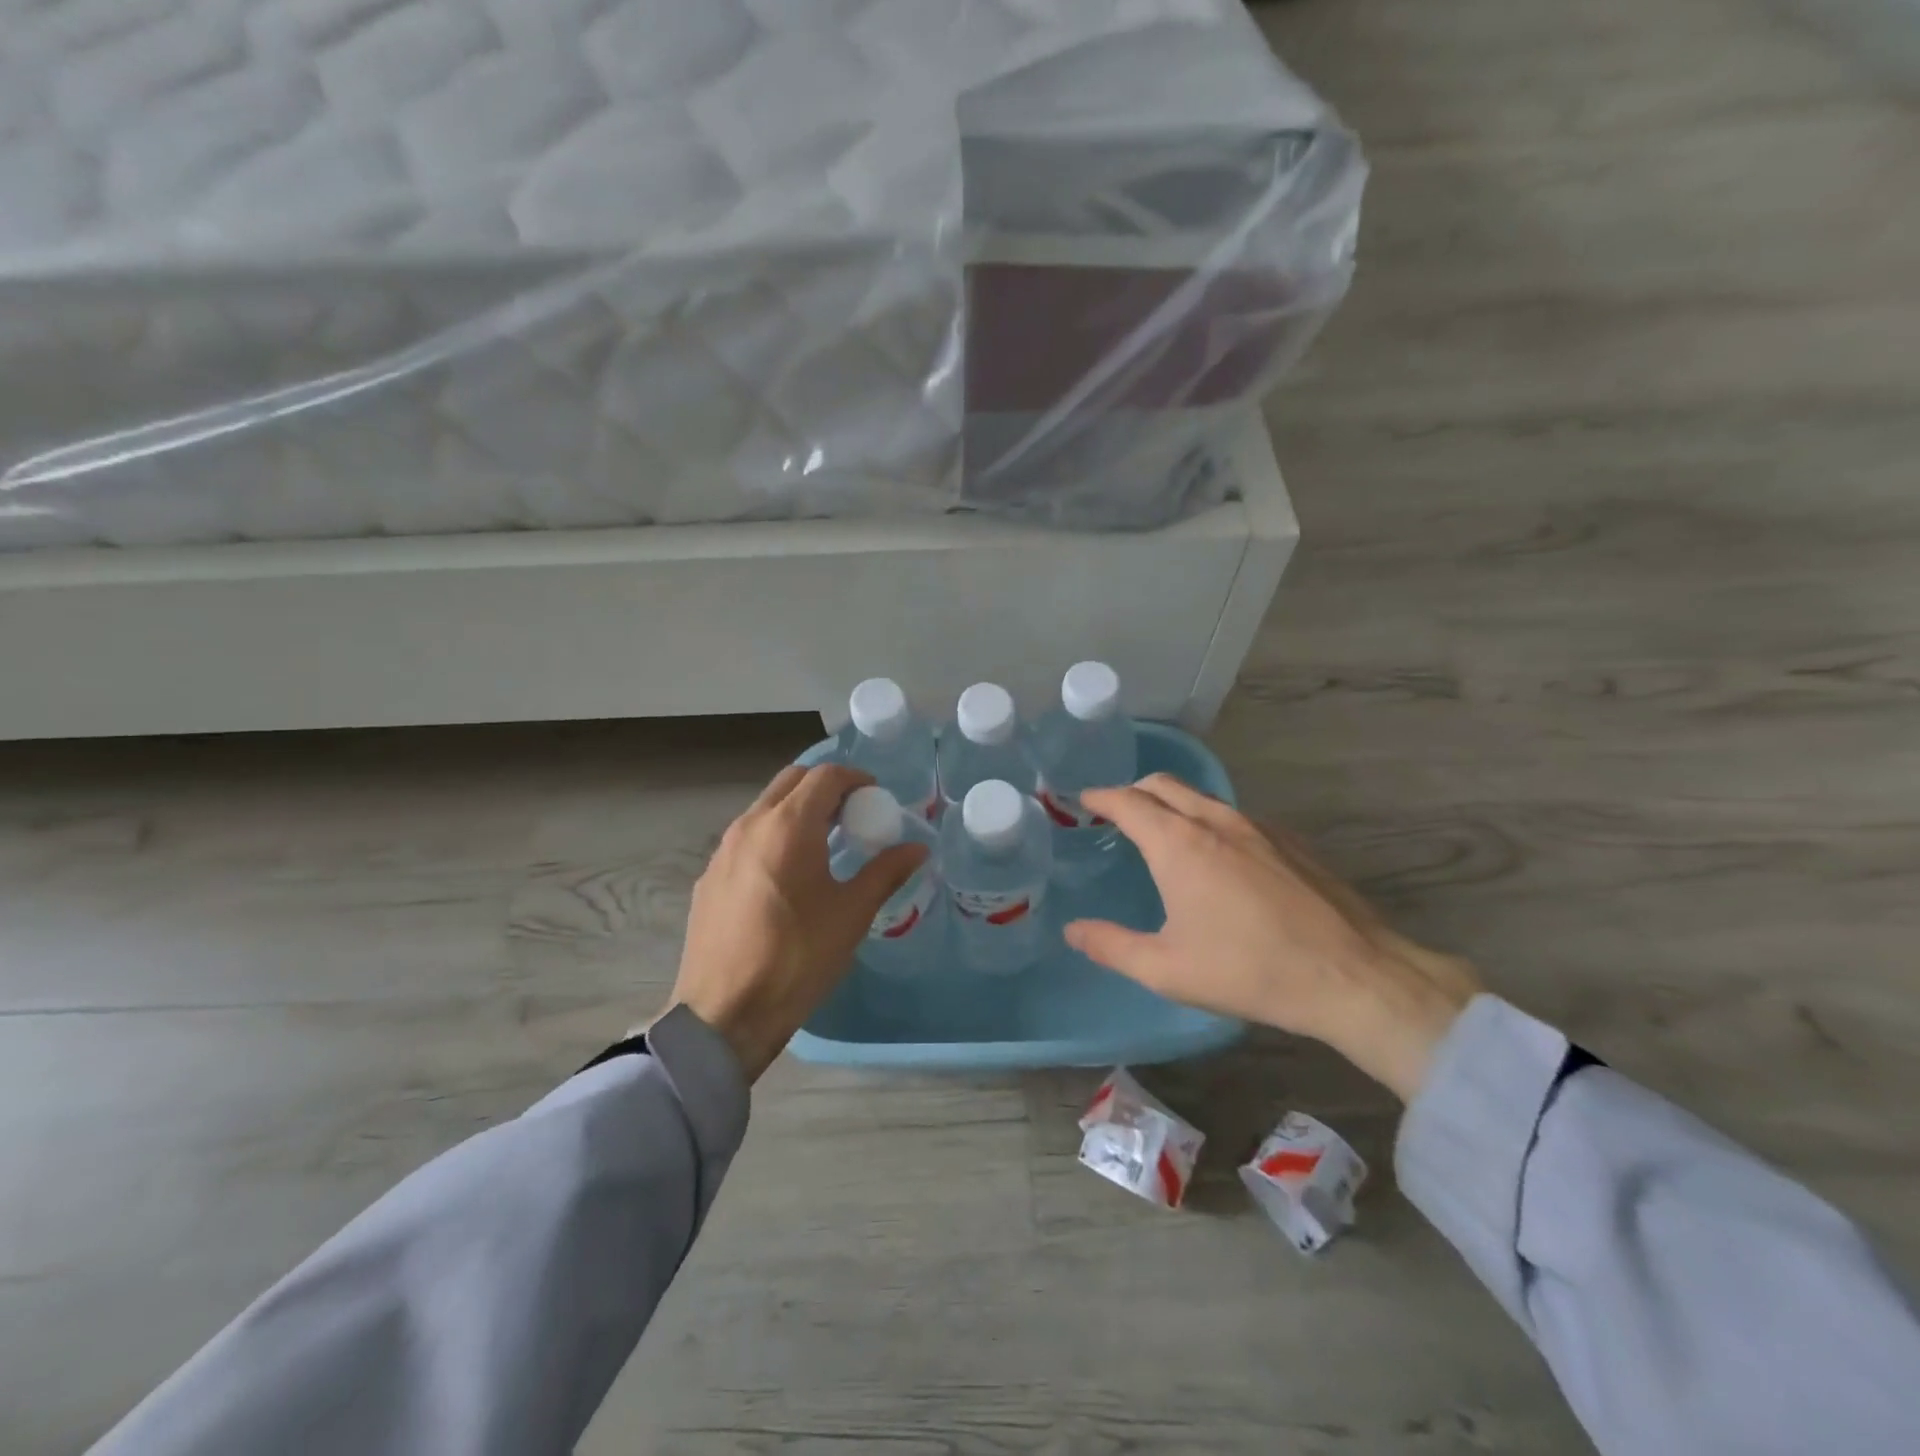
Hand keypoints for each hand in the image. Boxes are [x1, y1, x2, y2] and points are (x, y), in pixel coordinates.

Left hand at [665, 764, 927, 1081]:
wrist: (724, 1014)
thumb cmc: (797, 957)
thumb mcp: (851, 914)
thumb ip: (885, 872)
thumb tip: (918, 848)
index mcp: (787, 826)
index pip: (824, 776)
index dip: (855, 778)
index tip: (876, 798)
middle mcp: (750, 825)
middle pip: (791, 781)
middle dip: (825, 787)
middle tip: (852, 814)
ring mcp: (723, 850)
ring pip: (765, 808)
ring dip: (797, 810)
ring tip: (825, 843)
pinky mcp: (709, 877)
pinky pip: (747, 838)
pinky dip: (774, 836)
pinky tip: (788, 875)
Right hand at [1064, 775, 1480, 1100]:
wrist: (1352, 975)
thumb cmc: (1249, 971)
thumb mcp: (1167, 970)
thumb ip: (1111, 946)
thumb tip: (1073, 930)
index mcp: (1178, 845)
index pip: (1127, 801)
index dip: (1100, 797)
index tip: (1083, 801)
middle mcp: (1215, 821)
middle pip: (1163, 784)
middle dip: (1133, 791)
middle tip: (1116, 813)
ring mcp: (1258, 826)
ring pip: (1201, 797)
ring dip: (1172, 803)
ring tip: (1162, 832)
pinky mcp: (1290, 840)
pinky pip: (1234, 815)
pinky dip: (1208, 819)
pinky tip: (1218, 856)